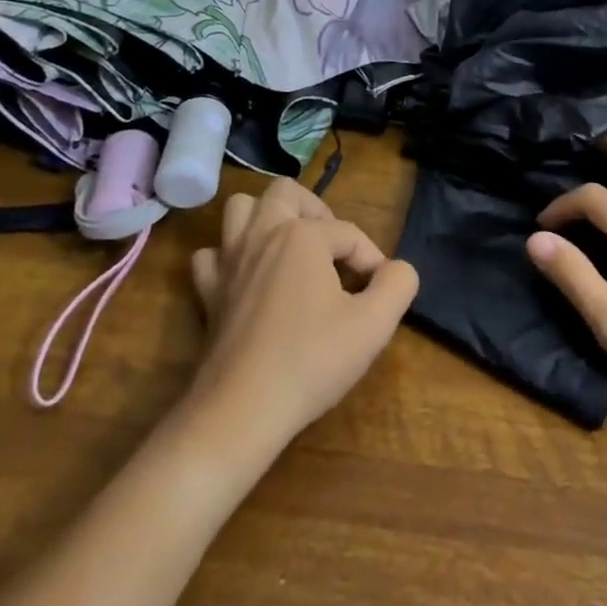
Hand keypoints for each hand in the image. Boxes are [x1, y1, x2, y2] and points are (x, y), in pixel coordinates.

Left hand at [188, 177, 418, 450]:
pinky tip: (248, 278)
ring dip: (267, 218)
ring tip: (291, 248)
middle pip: (287, 193)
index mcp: (302, 235)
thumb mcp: (373, 325)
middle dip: (316, 211)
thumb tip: (398, 269)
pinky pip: (212, 255)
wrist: (240, 412)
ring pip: (241, 209)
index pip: (349, 233)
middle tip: (333, 248)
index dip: (372, 261)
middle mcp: (262, 234)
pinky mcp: (208, 292)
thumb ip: (398, 284)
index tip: (378, 296)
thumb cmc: (310, 361)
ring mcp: (229, 261)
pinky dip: (229, 256)